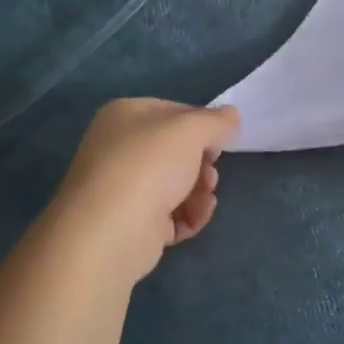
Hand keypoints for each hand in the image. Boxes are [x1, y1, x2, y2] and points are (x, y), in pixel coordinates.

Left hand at [51, 99, 240, 281]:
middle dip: (202, 162)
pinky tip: (198, 217)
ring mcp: (124, 188)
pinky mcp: (133, 224)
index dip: (203, 125)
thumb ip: (217, 120)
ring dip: (200, 190)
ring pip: (176, 184)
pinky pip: (170, 214)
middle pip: (176, 151)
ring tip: (206, 198)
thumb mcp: (191, 130)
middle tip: (212, 172)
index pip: (174, 112)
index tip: (223, 140)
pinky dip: (189, 215)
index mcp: (125, 115)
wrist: (111, 231)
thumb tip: (232, 116)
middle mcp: (119, 148)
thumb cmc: (149, 165)